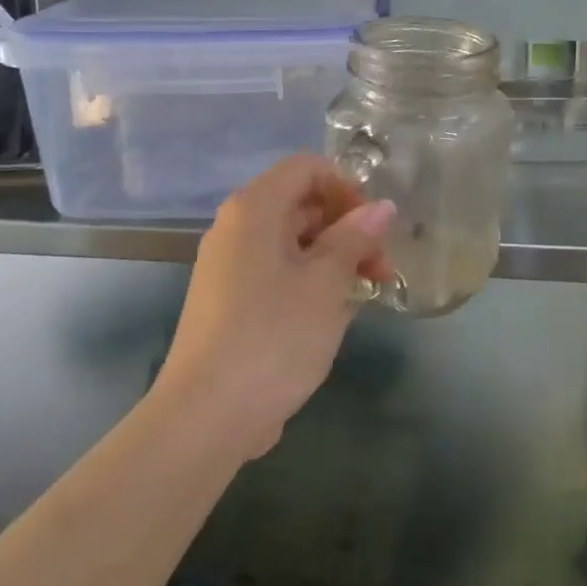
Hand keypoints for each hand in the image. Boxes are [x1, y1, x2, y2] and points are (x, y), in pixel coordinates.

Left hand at [155, 154, 395, 459]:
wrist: (205, 417)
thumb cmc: (273, 337)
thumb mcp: (325, 283)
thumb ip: (355, 238)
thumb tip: (381, 207)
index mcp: (254, 209)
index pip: (307, 168)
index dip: (347, 188)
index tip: (374, 228)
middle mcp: (236, 229)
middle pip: (301, 205)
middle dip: (347, 230)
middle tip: (381, 270)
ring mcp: (229, 267)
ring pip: (293, 244)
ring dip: (334, 261)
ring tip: (366, 297)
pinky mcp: (230, 303)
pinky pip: (278, 275)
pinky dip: (310, 285)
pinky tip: (334, 319)